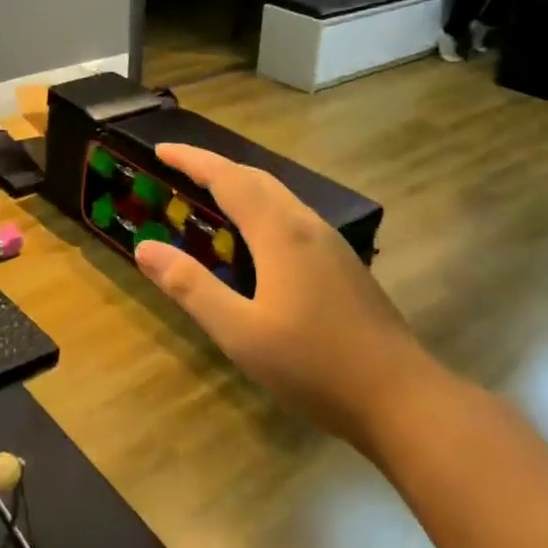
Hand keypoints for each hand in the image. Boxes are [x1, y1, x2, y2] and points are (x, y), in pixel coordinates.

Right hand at [133, 144, 423, 444]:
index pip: (228, 178)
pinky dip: (261, 209)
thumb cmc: (314, 366)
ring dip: (240, 186)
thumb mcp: (240, 332)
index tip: (161, 149)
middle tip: (179, 169)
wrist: (402, 399)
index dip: (193, 160)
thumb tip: (145, 247)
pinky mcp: (343, 265)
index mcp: (280, 232)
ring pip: (278, 196)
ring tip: (210, 196)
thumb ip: (191, 287)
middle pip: (256, 179)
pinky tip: (255, 240)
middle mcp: (307, 226)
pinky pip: (292, 217)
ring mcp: (331, 245)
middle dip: (215, 167)